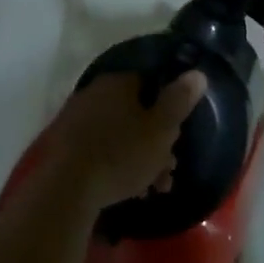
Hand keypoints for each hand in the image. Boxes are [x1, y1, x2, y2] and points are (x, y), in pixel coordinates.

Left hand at [42, 70, 207, 208]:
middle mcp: (94, 92)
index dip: (168, 110)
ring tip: (152, 188)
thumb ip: (179, 100)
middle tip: (167, 170)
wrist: (68, 188)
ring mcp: (77, 118)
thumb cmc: (122, 155)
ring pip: (119, 134)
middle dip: (155, 142)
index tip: (176, 136)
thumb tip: (197, 73)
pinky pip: (100, 148)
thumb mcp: (161, 129)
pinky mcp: (65, 143)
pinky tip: (128, 189)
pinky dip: (116, 164)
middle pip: (135, 113)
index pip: (150, 84)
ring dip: (139, 159)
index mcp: (117, 82)